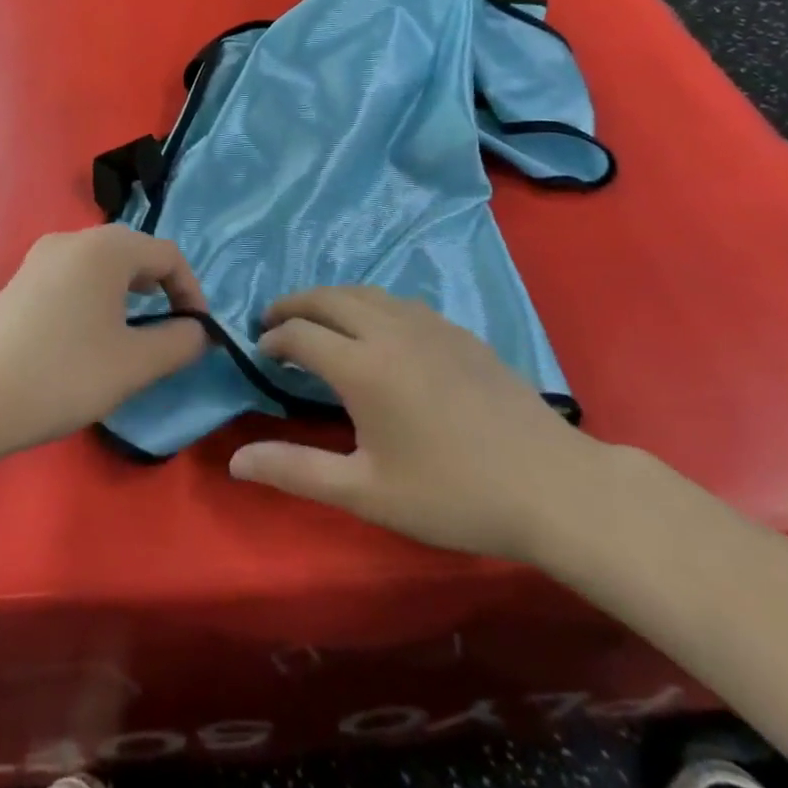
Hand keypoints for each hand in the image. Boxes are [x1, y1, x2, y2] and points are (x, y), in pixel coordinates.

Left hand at [0, 227, 209, 460]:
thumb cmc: (64, 374)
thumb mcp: (135, 364)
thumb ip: (180, 342)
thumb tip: (200, 332)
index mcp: (106, 247)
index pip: (168, 255)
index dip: (192, 291)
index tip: (197, 333)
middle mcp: (73, 239)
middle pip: (134, 253)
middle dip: (161, 290)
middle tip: (169, 333)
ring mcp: (41, 257)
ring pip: (102, 266)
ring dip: (128, 296)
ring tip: (133, 337)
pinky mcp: (20, 280)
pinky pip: (74, 277)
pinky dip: (97, 298)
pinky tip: (89, 338)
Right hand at [228, 286, 606, 562]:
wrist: (552, 486)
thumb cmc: (452, 495)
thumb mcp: (367, 492)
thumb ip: (296, 471)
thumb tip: (236, 461)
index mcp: (362, 366)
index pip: (300, 334)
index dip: (273, 338)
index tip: (260, 351)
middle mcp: (389, 331)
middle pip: (327, 298)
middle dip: (293, 304)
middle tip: (272, 319)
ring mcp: (428, 324)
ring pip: (364, 292)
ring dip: (330, 298)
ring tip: (316, 318)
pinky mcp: (457, 330)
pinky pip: (398, 301)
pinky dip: (369, 303)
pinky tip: (376, 328)